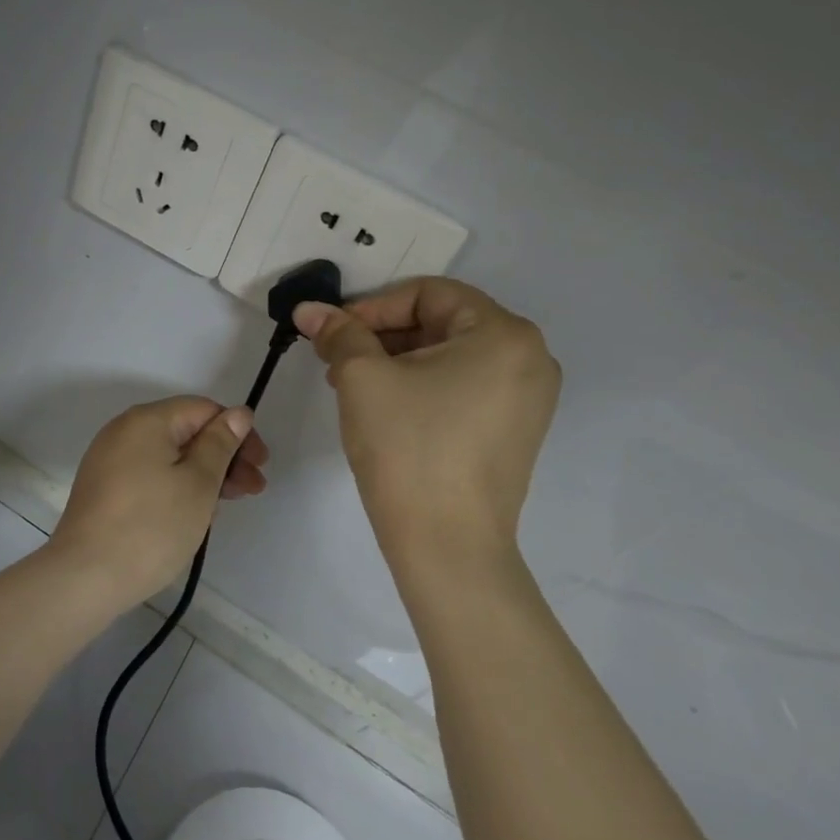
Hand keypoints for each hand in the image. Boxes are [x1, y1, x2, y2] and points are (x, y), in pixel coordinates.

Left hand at [48, 396, 266, 607]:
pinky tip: (192, 515)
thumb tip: (238, 414)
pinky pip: (149, 474)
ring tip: (224, 508)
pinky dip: (175, 487)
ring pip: (168, 456)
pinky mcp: (103, 488)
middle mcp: (124, 431)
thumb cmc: (151, 527)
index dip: (238, 433)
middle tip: (251, 491)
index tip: (260, 467)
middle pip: (185, 431)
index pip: (203, 410)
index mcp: (147, 420)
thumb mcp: (198, 484)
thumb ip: (220, 445)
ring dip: (202, 475)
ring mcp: (109, 460)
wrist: (84, 577)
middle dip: (223, 457)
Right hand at [294, 278, 559, 576]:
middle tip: (335, 358)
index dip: (372, 307)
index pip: (427, 294)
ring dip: (395, 361)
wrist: (447, 545)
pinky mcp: (514, 432)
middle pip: (440, 323)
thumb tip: (309, 308)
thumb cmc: (408, 447)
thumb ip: (338, 333)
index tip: (332, 333)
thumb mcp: (363, 378)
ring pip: (448, 357)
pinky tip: (383, 409)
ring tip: (351, 385)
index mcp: (504, 334)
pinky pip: (462, 388)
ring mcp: (527, 399)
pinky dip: (420, 387)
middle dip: (381, 336)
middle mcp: (529, 358)